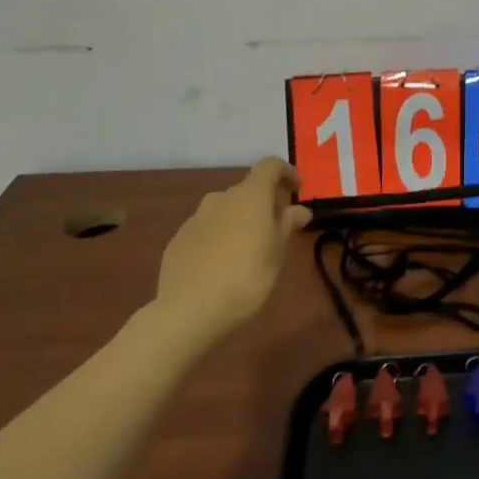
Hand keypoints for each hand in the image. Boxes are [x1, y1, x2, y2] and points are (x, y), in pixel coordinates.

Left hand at [154, 158, 311, 334]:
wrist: (188, 311)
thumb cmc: (246, 279)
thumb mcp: (277, 253)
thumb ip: (288, 224)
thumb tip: (299, 209)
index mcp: (250, 196)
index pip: (270, 166)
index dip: (286, 173)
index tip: (297, 191)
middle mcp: (221, 198)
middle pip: (248, 189)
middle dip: (264, 202)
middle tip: (277, 227)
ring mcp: (196, 218)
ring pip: (225, 209)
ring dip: (240, 218)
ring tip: (248, 247)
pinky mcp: (178, 239)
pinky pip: (206, 228)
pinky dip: (219, 235)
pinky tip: (221, 262)